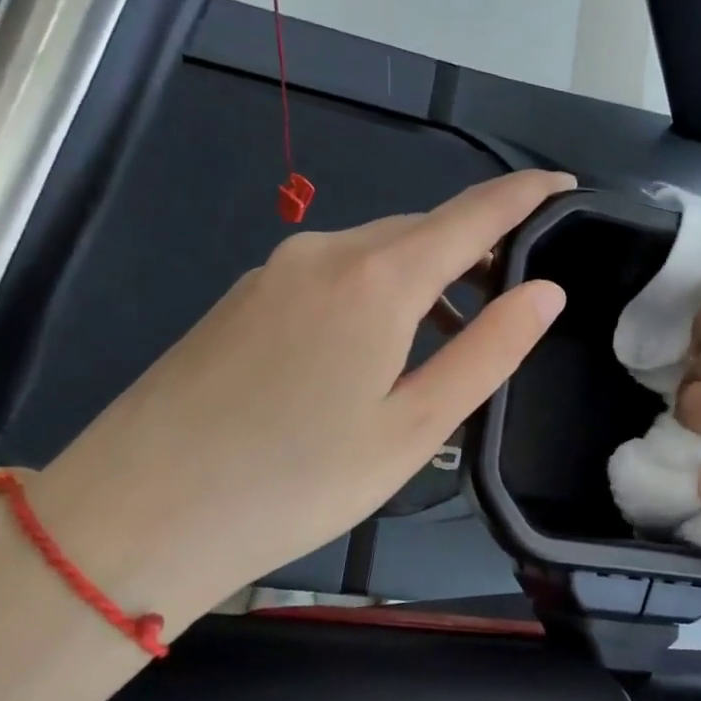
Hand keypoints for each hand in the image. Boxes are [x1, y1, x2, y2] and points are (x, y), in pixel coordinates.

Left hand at [11, 171, 571, 626]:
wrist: (136, 516)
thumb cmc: (297, 481)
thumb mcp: (415, 427)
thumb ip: (488, 351)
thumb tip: (546, 291)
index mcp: (378, 278)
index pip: (473, 214)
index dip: (525, 195)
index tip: (564, 184)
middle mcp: (325, 252)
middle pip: (422, 232)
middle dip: (475, 248)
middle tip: (514, 293)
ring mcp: (274, 271)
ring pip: (375, 254)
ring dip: (425, 279)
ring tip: (453, 337)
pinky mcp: (243, 299)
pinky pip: (332, 276)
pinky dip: (376, 294)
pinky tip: (375, 350)